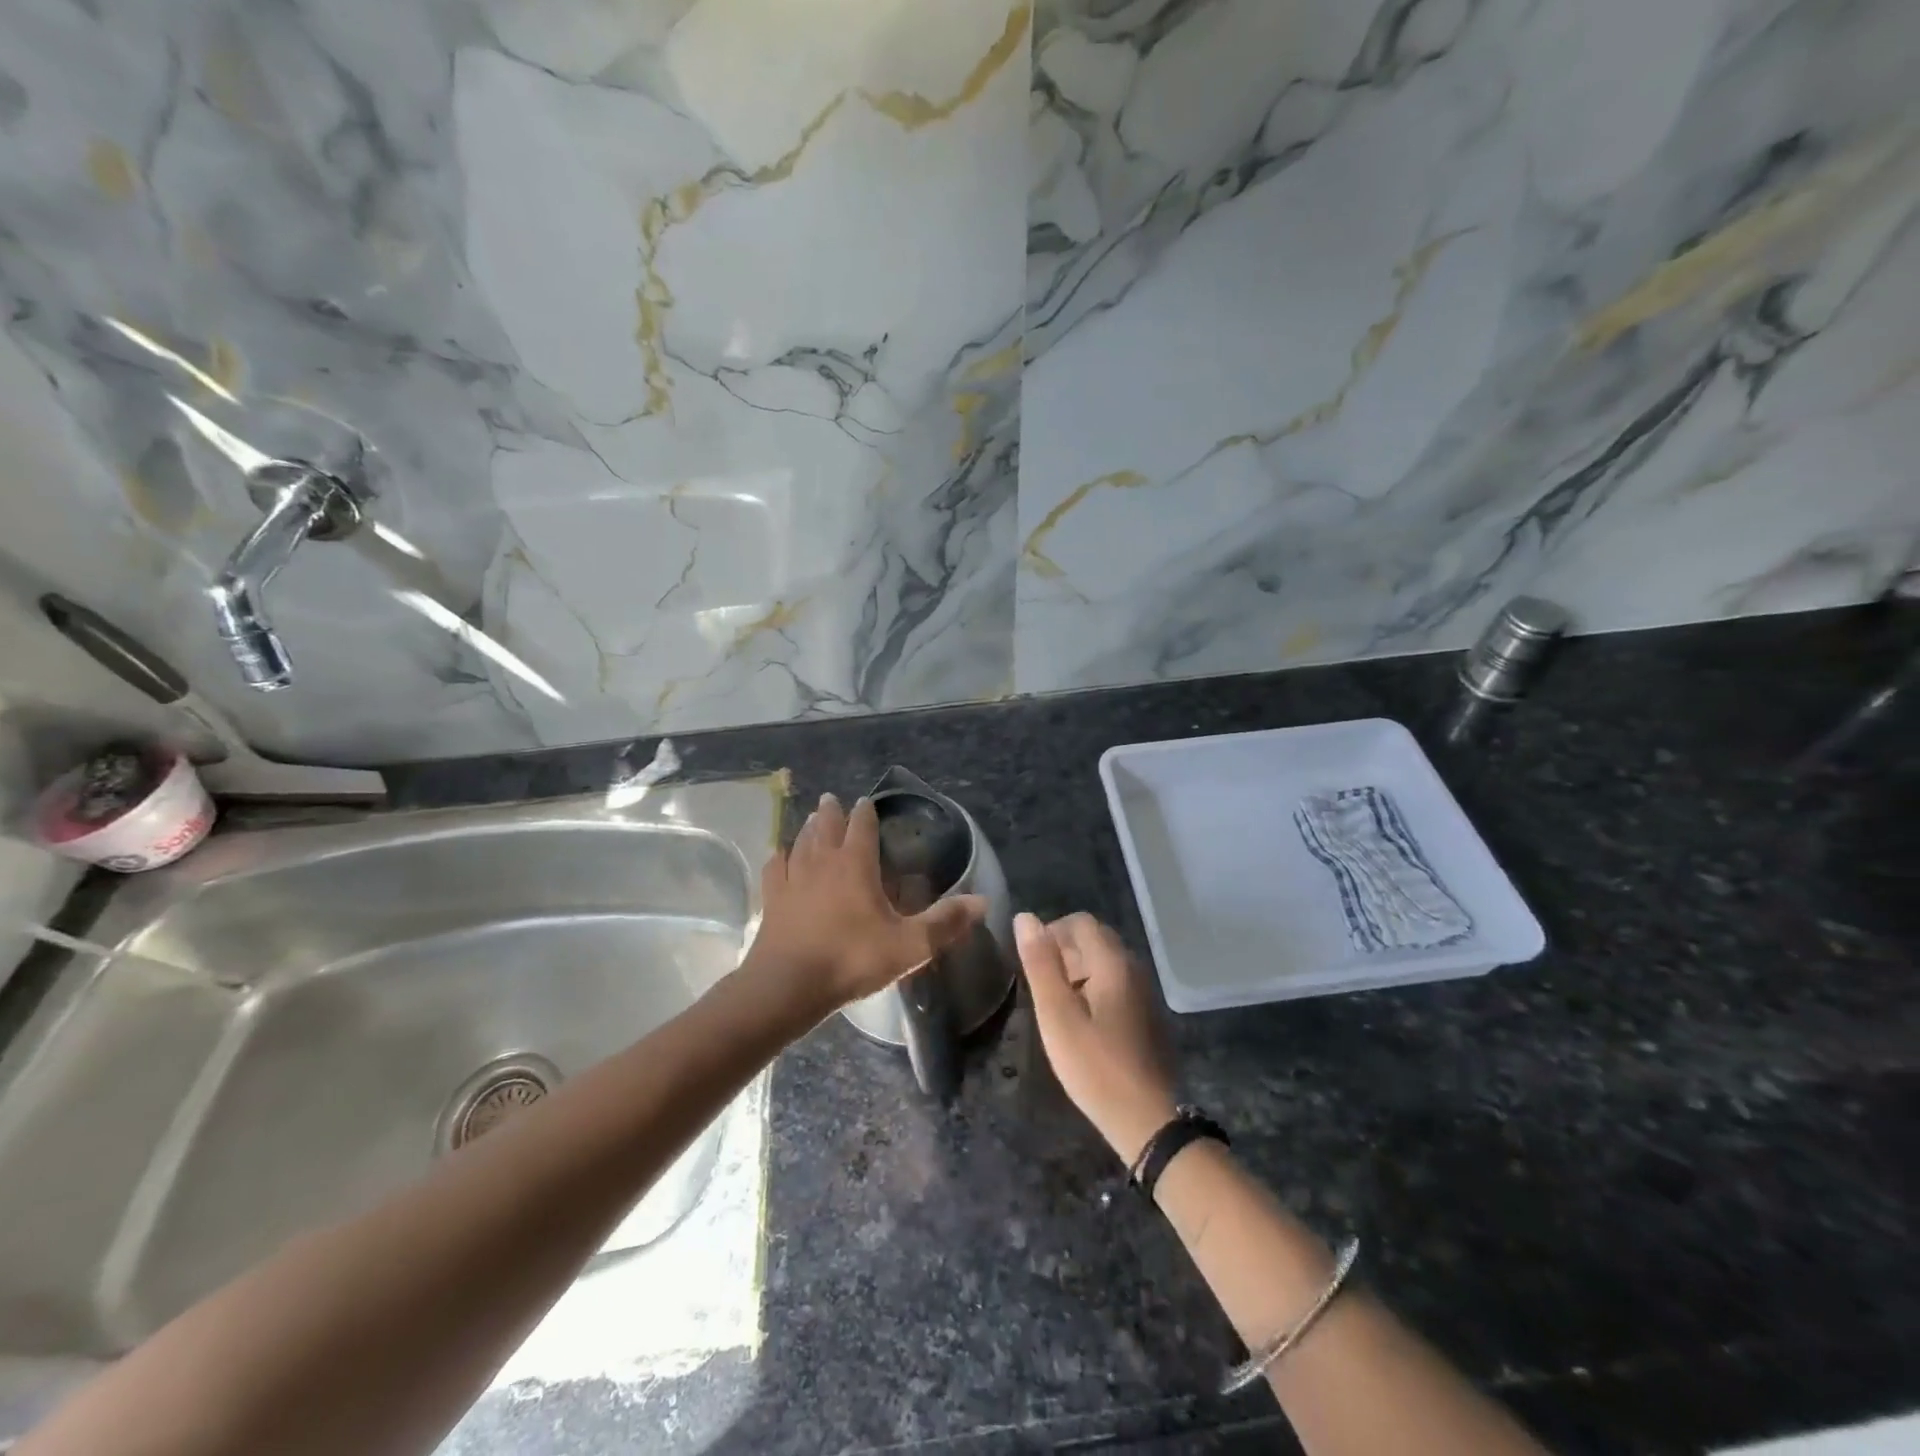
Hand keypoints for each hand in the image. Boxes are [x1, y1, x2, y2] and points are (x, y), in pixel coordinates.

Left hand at [747, 793, 986, 1019]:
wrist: (787, 986)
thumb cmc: (851, 960)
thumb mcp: (909, 946)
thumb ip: (945, 923)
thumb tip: (983, 901)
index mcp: (855, 864)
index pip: (862, 826)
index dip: (866, 813)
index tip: (866, 802)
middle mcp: (822, 861)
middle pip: (826, 826)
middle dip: (832, 811)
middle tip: (833, 799)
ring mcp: (793, 878)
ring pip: (800, 841)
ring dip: (808, 828)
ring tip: (811, 819)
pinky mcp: (772, 899)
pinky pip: (776, 867)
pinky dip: (780, 856)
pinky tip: (780, 856)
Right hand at [1016, 912, 1178, 1166]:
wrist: (1147, 1120)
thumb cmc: (1095, 1067)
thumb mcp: (1057, 1015)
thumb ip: (1040, 964)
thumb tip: (1025, 917)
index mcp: (1113, 962)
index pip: (1080, 922)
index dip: (1051, 932)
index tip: (1032, 962)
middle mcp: (1134, 968)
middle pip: (1095, 938)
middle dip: (1064, 950)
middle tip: (1041, 985)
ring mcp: (1145, 991)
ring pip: (1106, 961)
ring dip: (1078, 970)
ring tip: (1056, 1004)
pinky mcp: (1148, 1014)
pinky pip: (1116, 983)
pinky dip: (1094, 986)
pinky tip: (1082, 1021)